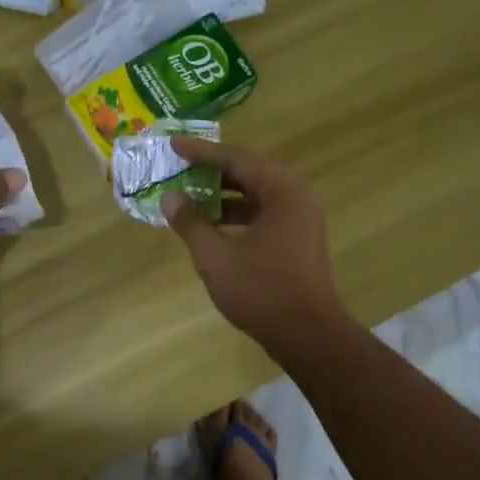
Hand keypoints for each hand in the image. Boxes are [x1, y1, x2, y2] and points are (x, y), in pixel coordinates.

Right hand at [161, 138, 348, 358]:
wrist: (308, 335)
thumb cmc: (262, 291)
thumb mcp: (216, 256)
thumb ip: (191, 222)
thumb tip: (170, 198)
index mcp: (282, 191)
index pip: (236, 159)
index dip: (201, 152)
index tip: (173, 144)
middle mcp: (297, 197)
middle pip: (249, 172)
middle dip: (212, 171)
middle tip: (180, 166)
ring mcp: (301, 220)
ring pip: (256, 196)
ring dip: (223, 195)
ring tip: (190, 197)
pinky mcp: (298, 241)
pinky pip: (264, 215)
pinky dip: (237, 216)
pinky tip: (211, 227)